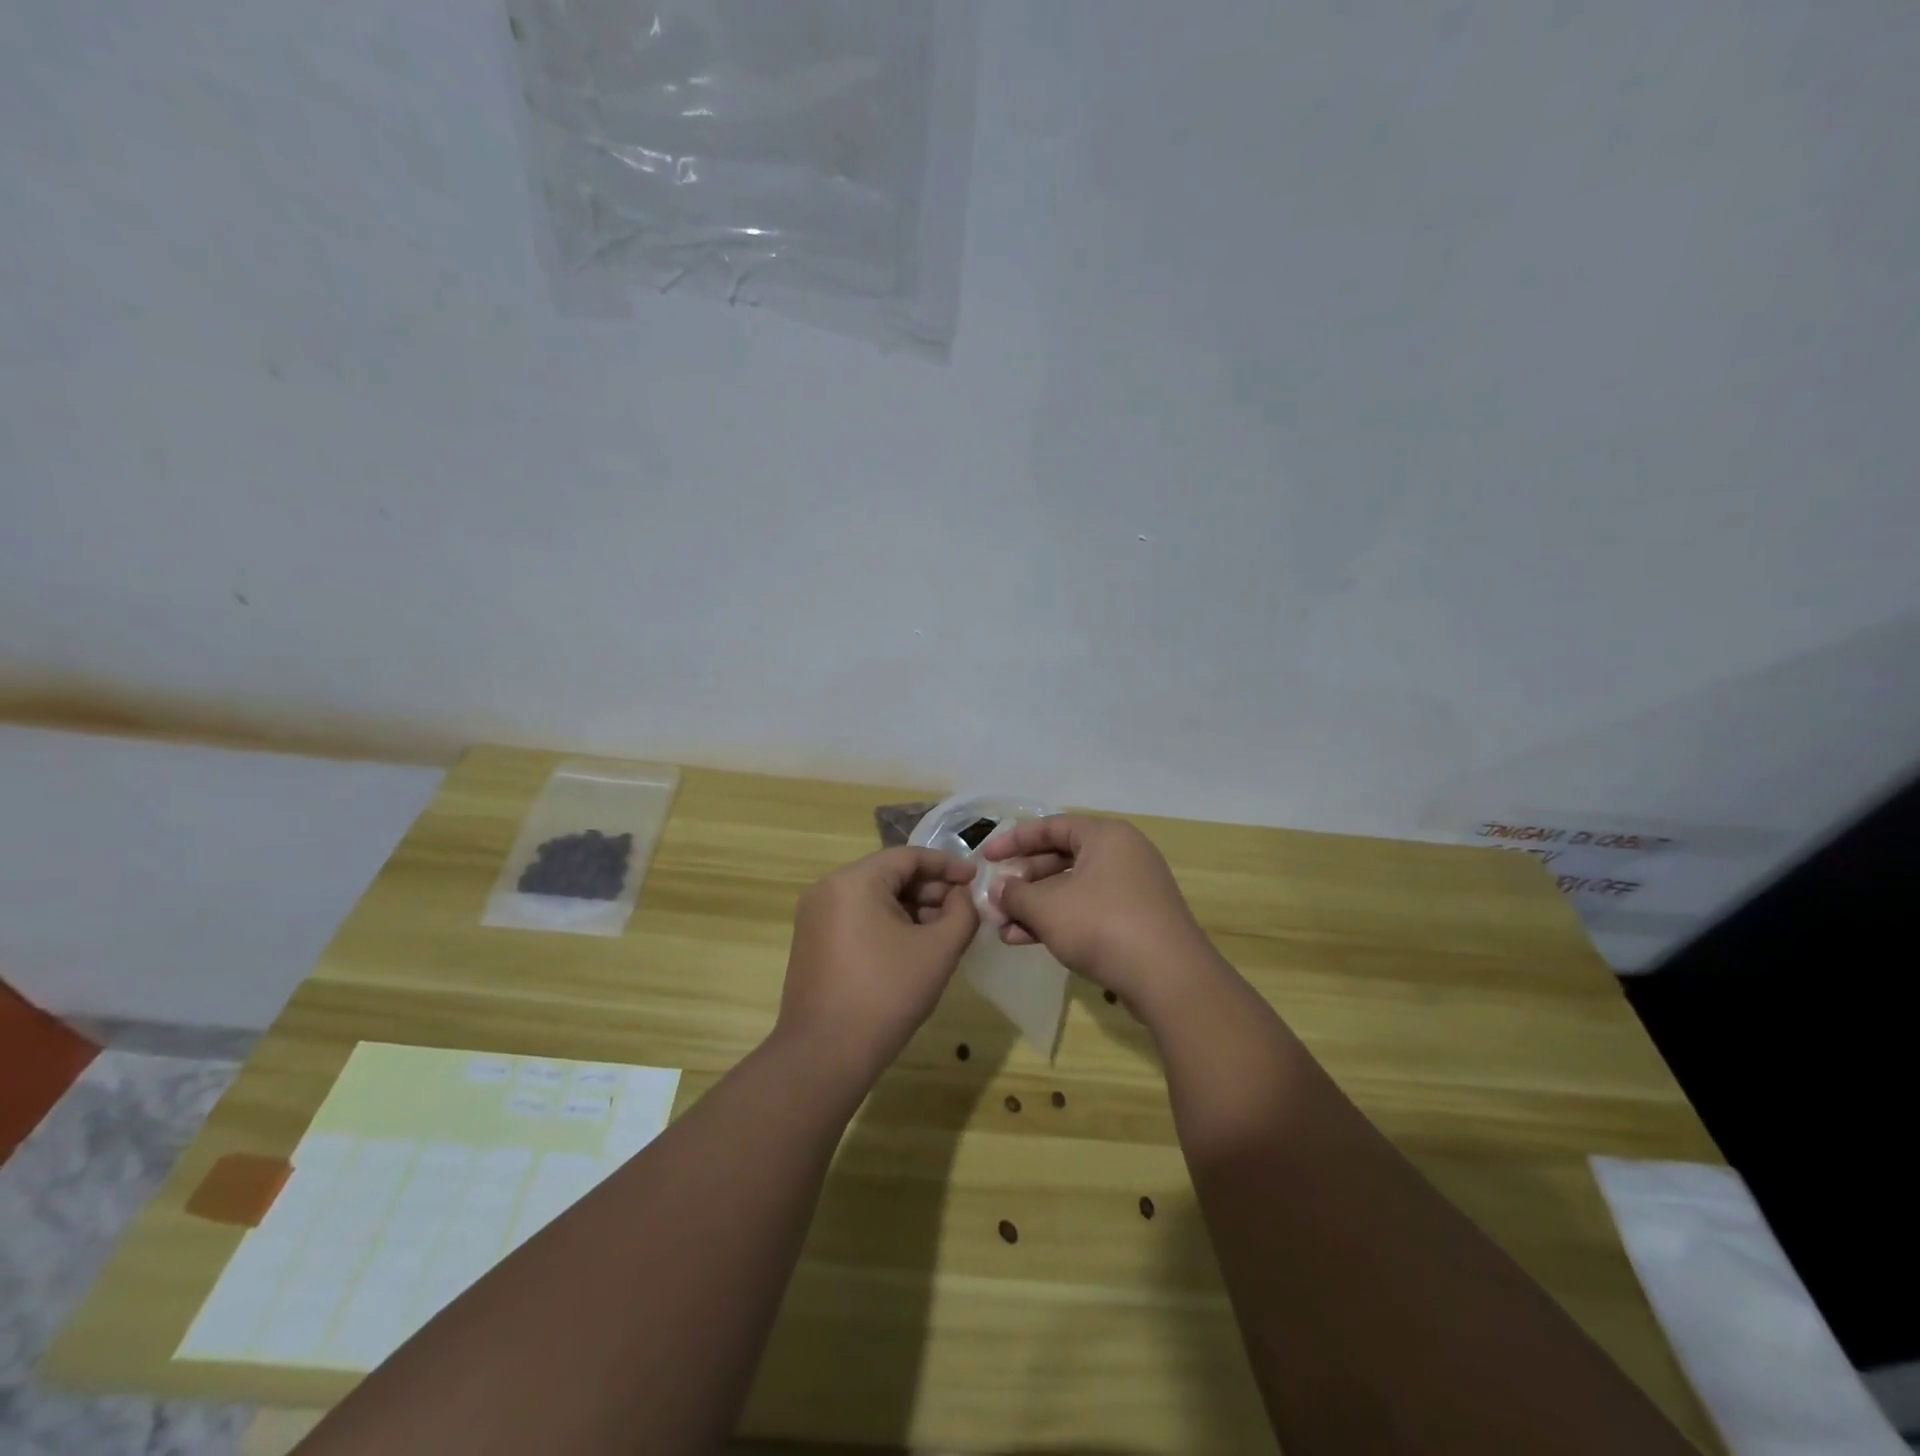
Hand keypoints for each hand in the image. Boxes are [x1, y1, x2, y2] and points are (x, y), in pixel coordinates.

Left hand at [776, 847, 979, 1084]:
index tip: (976, 880)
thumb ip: (962, 913)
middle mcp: (828, 888)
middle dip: (930, 890)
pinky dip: (888, 924)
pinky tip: (913, 948)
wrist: (825, 1055)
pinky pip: (857, 917)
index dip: (947, 866)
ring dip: (911, 908)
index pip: (909, 856)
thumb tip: (962, 897)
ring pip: (874, 897)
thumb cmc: (886, 994)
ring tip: (943, 932)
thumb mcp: (938, 950)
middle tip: (963, 910)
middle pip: (890, 874)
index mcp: (854, 880)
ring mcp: (815, 916)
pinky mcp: (812, 941)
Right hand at [981, 816, 1221, 1022]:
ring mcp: (1131, 889)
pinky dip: (1058, 921)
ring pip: (1071, 889)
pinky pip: (1087, 910)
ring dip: (1035, 907)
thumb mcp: (1048, 908)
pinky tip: (1026, 940)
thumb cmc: (1103, 925)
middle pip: (1060, 858)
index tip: (986, 858)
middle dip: (1023, 882)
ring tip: (1002, 928)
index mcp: (1105, 836)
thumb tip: (1000, 890)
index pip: (1050, 826)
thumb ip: (1016, 894)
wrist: (1169, 979)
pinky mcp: (1134, 920)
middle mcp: (1121, 854)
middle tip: (995, 899)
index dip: (1013, 840)